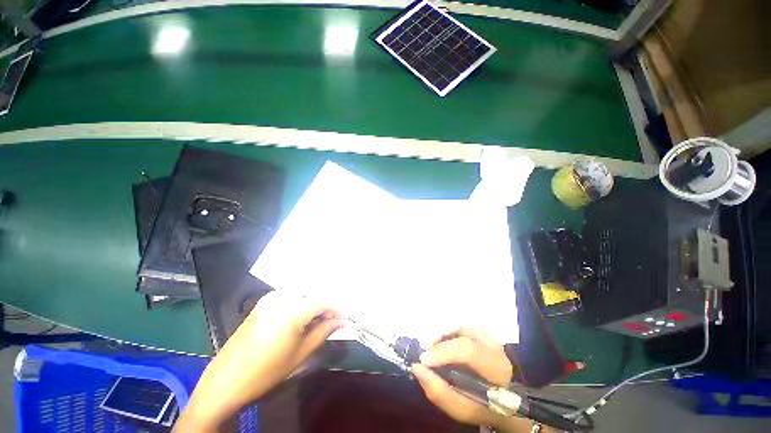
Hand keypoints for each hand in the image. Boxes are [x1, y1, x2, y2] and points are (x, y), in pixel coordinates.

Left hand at [177, 290, 342, 431]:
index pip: (323, 301)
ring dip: (313, 301)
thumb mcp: (300, 354)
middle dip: (326, 304)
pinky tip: (303, 314)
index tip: (344, 318)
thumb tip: (341, 321)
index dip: (337, 309)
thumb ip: (323, 332)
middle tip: (333, 318)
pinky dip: (300, 301)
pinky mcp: (263, 301)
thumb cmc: (266, 371)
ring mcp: (270, 297)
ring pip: (302, 291)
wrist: (226, 380)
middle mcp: (281, 297)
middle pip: (313, 292)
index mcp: (291, 311)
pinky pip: (289, 295)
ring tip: (320, 317)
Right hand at [412, 327, 530, 431]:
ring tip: (431, 344)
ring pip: (463, 325)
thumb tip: (417, 367)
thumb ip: (439, 391)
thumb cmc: (482, 406)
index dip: (443, 351)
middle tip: (424, 349)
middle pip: (464, 331)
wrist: (503, 402)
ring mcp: (490, 337)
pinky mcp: (484, 332)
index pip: (468, 350)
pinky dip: (448, 329)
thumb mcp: (461, 408)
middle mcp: (496, 347)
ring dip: (443, 331)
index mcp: (496, 369)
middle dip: (440, 339)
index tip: (423, 360)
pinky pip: (462, 325)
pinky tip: (441, 340)